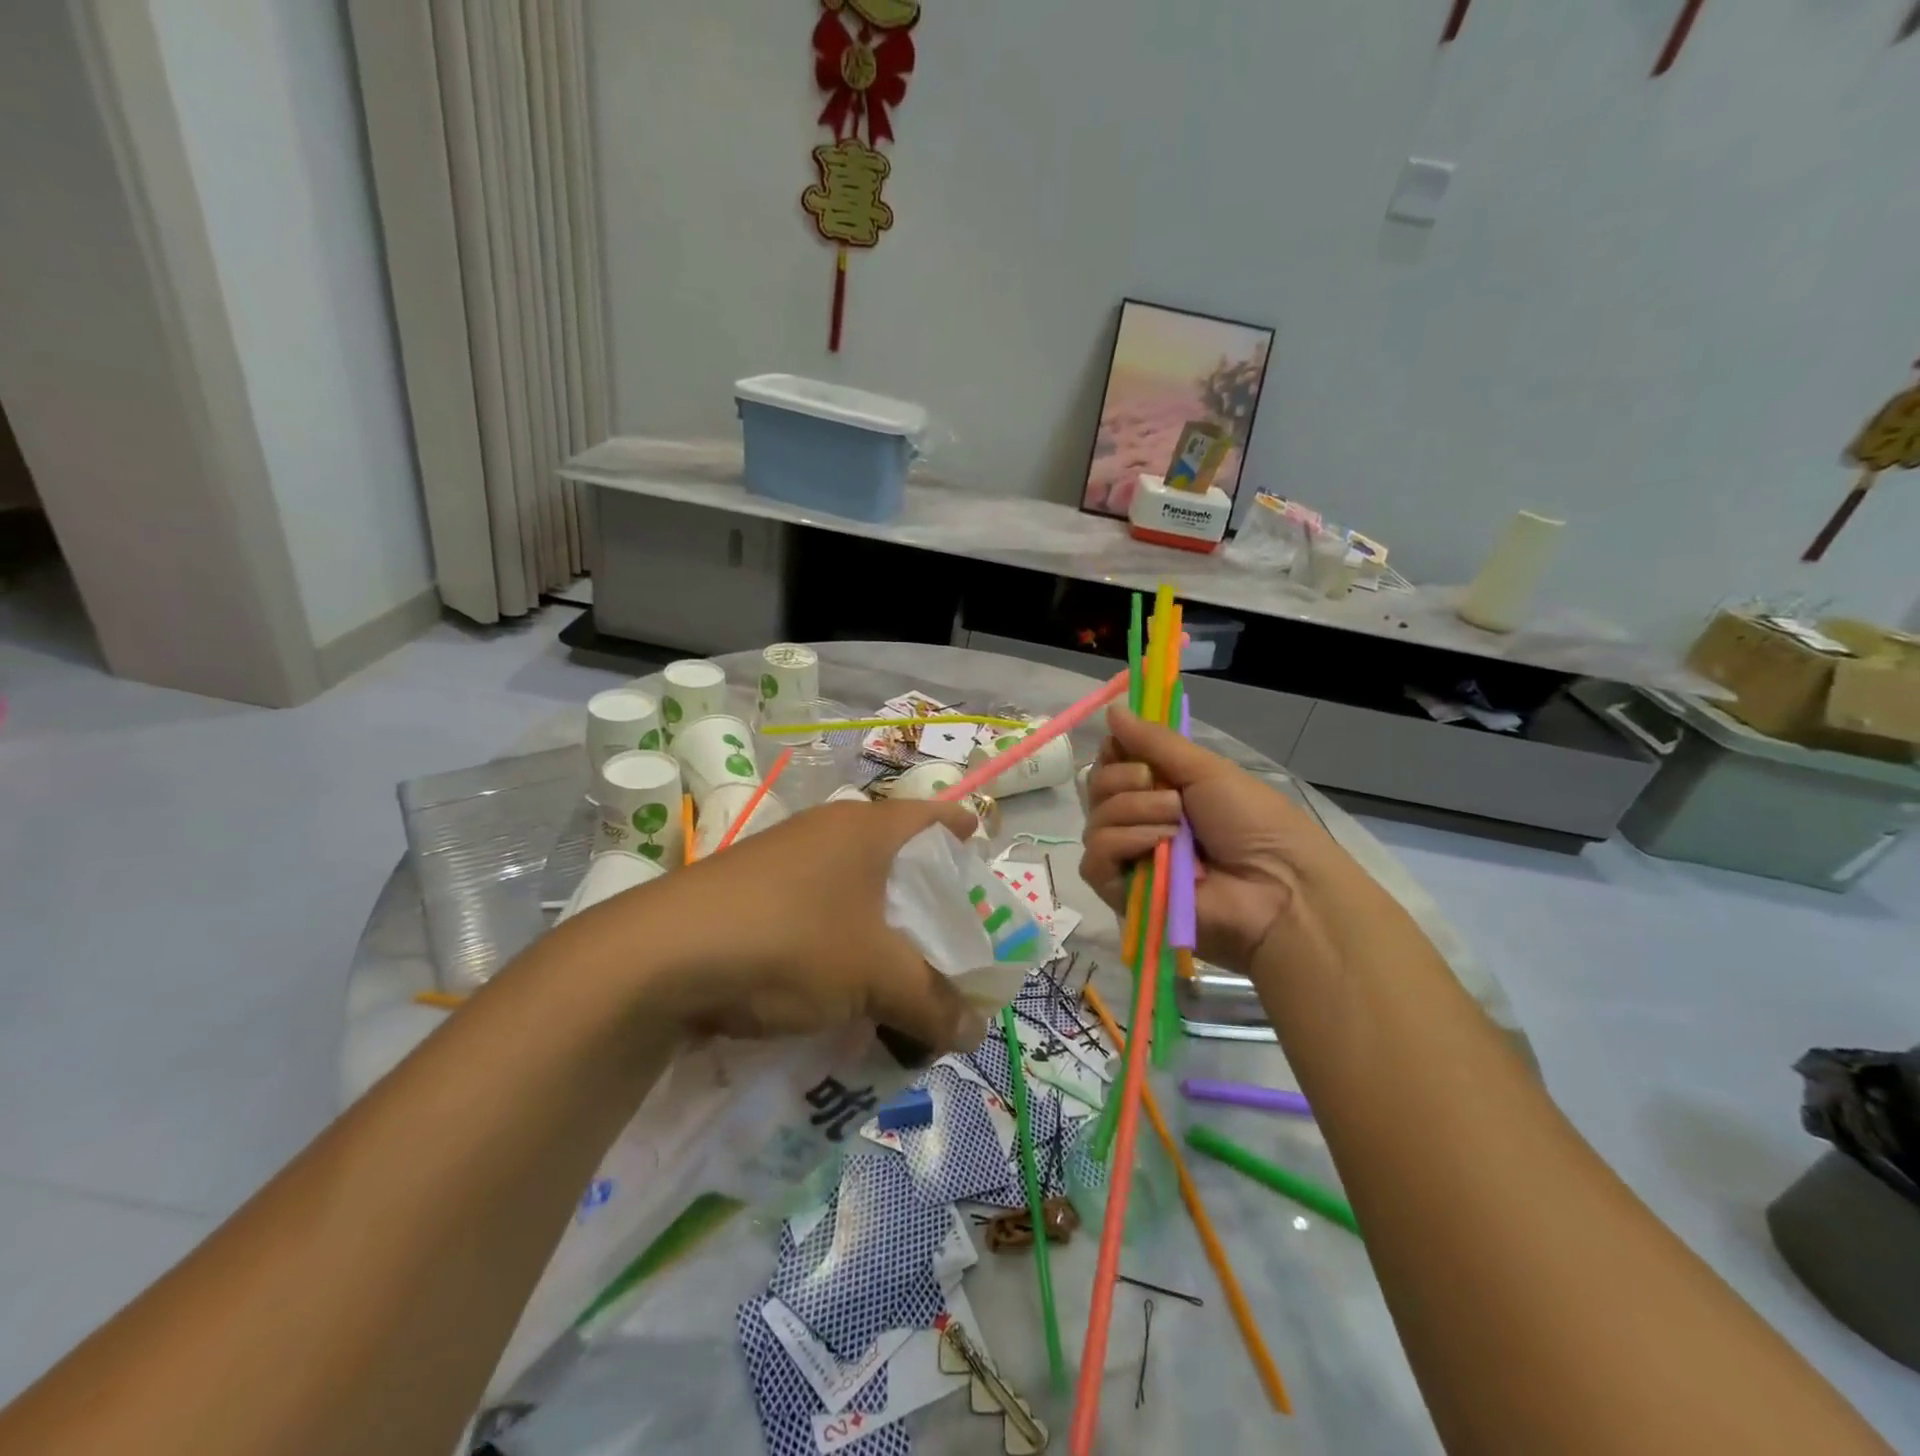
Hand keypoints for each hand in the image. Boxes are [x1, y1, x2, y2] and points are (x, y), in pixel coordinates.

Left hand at [585, 798, 989, 1051]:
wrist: (658, 957)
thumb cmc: (790, 942)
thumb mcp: (875, 977)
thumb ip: (932, 1003)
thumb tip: (974, 1032)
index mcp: (868, 827)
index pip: (937, 815)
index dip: (966, 836)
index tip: (984, 868)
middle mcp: (828, 830)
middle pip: (898, 855)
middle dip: (926, 900)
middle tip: (948, 944)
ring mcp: (785, 857)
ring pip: (855, 887)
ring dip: (880, 927)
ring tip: (896, 975)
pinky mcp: (751, 890)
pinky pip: (816, 909)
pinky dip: (838, 940)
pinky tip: (836, 985)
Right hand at [1080, 707, 1367, 974]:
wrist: (1277, 886)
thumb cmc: (1252, 822)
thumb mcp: (1205, 770)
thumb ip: (1154, 741)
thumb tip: (1112, 708)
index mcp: (1159, 790)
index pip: (1111, 762)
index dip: (1115, 751)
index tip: (1130, 748)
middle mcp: (1138, 820)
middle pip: (1097, 786)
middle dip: (1127, 780)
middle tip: (1171, 793)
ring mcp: (1128, 857)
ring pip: (1096, 819)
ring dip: (1136, 811)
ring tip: (1177, 826)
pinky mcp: (1121, 892)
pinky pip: (1095, 858)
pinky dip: (1124, 842)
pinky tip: (1158, 847)